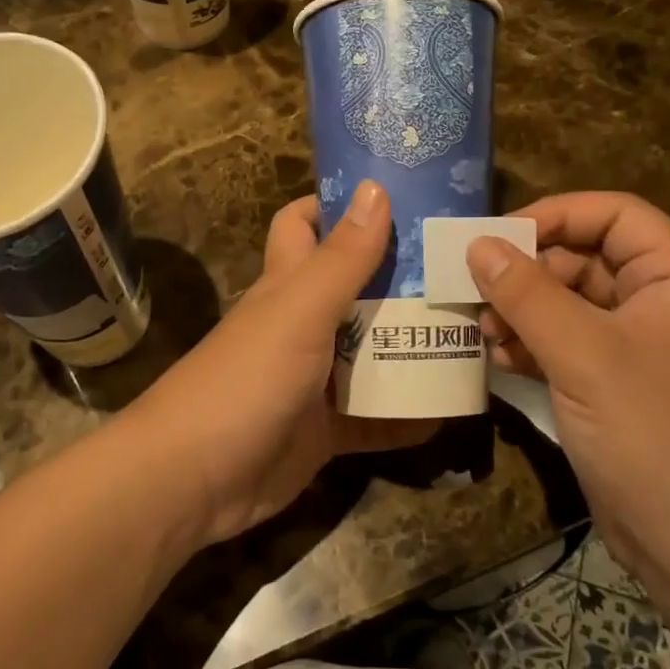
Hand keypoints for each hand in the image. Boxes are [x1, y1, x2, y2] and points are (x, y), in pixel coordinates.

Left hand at [136, 181, 433, 545]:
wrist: (193, 480)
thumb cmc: (246, 379)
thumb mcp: (299, 311)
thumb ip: (341, 258)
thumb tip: (376, 188)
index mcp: (287, 284)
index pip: (306, 224)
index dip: (340, 204)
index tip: (400, 196)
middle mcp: (302, 325)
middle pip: (355, 288)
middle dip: (402, 277)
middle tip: (461, 269)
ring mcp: (313, 379)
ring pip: (371, 352)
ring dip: (414, 345)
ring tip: (476, 333)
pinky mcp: (325, 429)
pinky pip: (376, 416)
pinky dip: (409, 414)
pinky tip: (454, 410)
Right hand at [469, 192, 669, 588]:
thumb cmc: (654, 436)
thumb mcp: (583, 356)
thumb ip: (526, 294)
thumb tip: (477, 243)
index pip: (615, 213)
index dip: (554, 214)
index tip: (496, 236)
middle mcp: (665, 301)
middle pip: (586, 257)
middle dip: (528, 272)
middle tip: (475, 292)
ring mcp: (642, 345)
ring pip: (571, 301)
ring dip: (523, 310)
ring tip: (483, 331)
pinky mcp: (619, 382)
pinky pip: (569, 342)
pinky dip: (533, 343)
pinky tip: (499, 357)